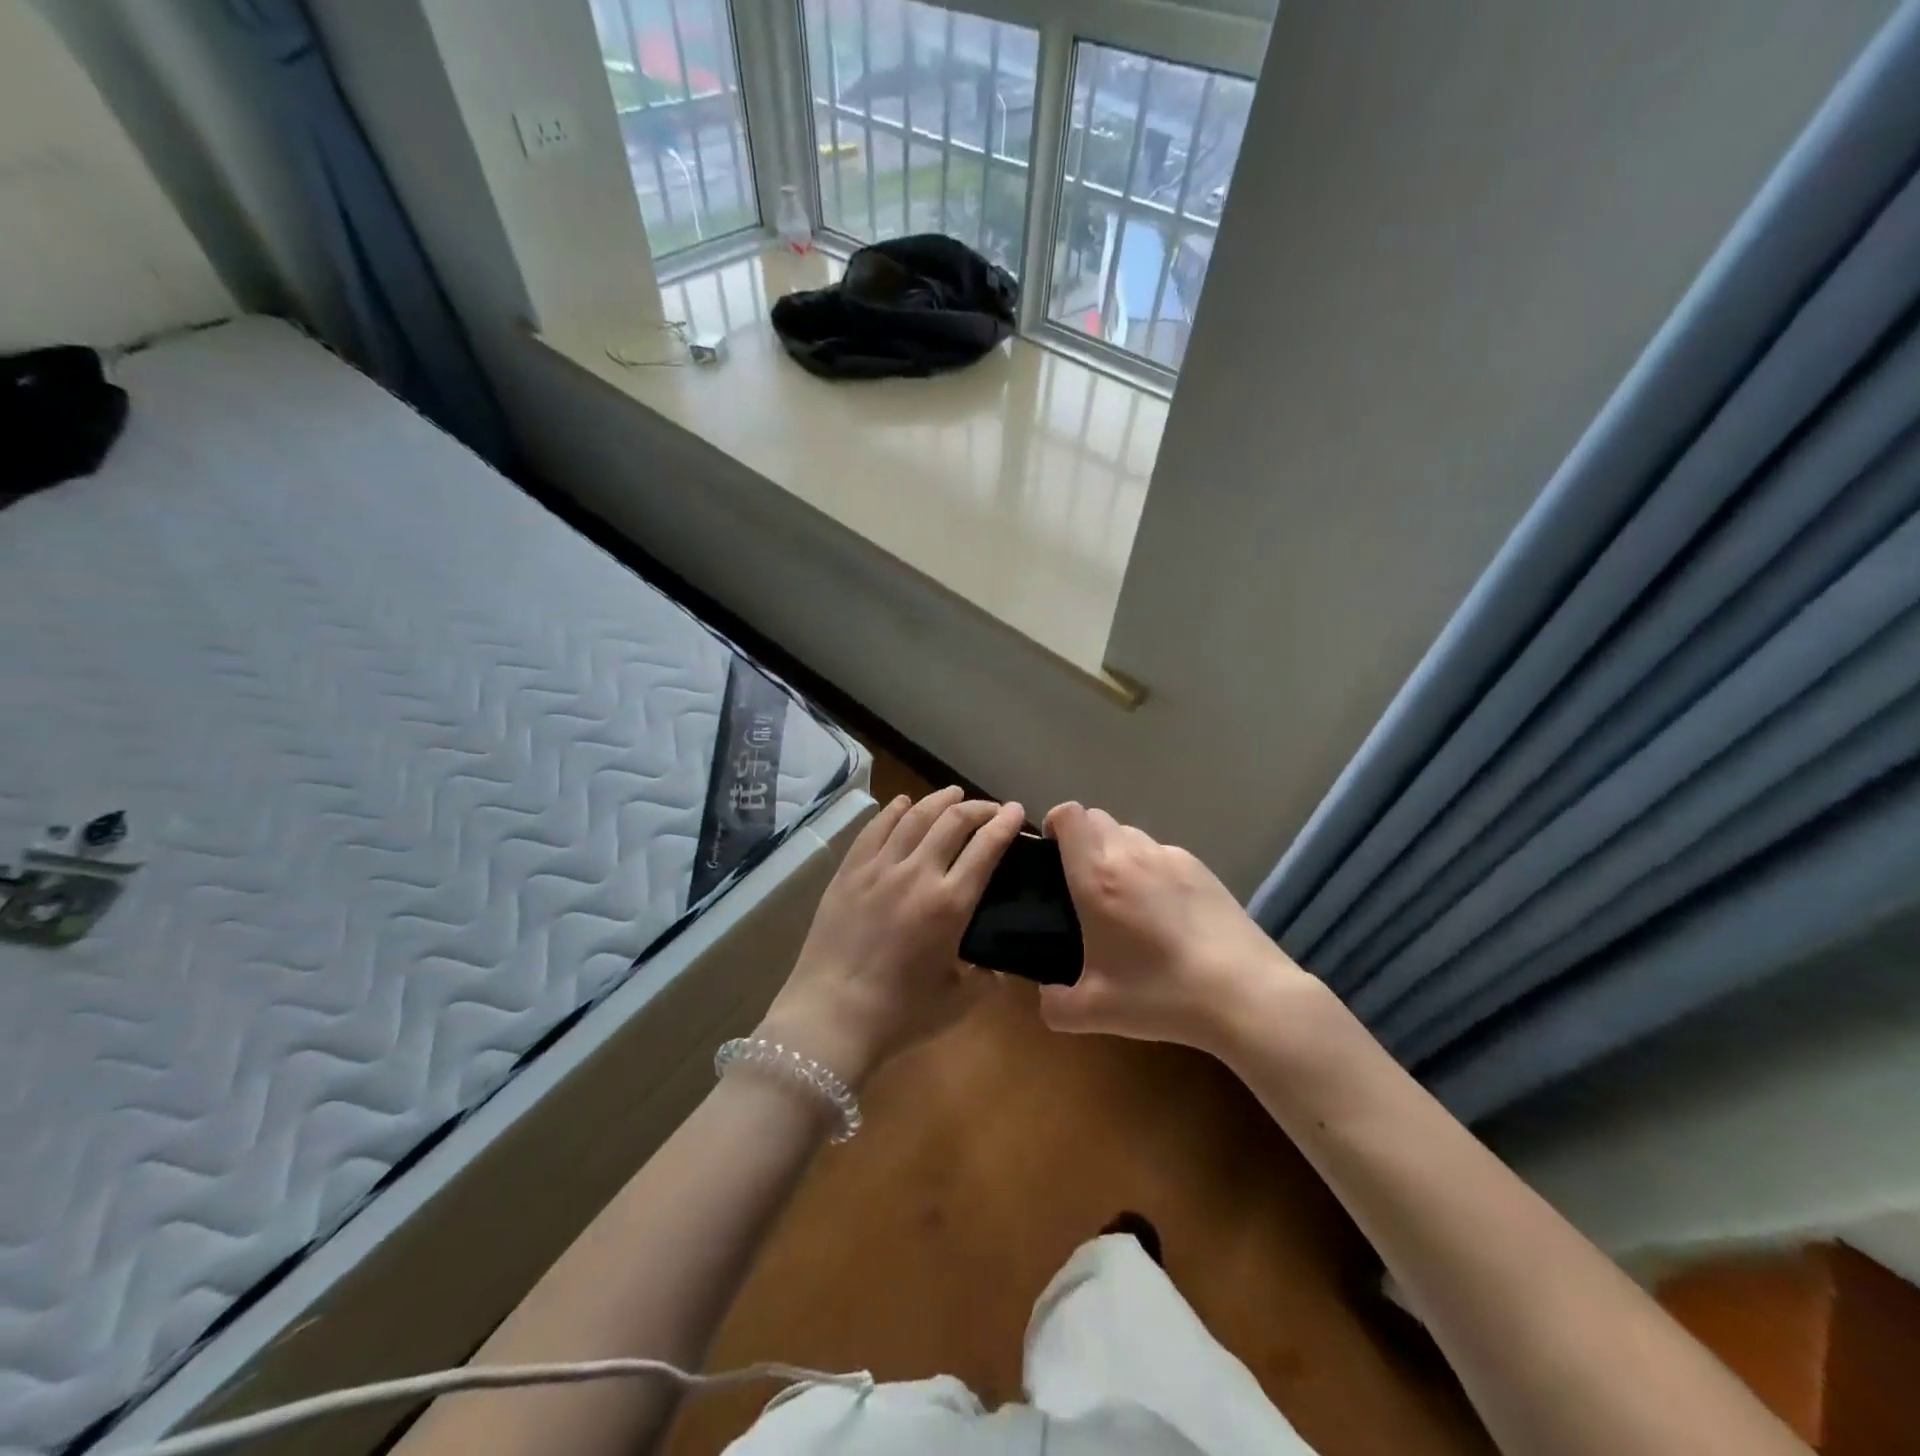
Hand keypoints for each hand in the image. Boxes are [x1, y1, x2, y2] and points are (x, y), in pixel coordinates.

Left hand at [758, 787, 1023, 1087]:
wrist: (831, 1016)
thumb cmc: (900, 1014)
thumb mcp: (960, 1001)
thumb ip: (988, 979)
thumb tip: (1000, 966)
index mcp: (950, 903)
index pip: (986, 847)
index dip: (1006, 823)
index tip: (1017, 811)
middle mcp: (917, 873)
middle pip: (953, 821)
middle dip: (978, 807)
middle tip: (991, 809)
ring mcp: (878, 868)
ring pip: (914, 816)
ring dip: (939, 800)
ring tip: (953, 793)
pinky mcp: (848, 872)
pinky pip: (875, 828)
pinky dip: (894, 810)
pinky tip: (903, 802)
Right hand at [1038, 802, 1313, 1055]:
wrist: (1245, 993)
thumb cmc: (1162, 994)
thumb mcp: (1096, 1011)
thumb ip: (1056, 1005)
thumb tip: (1046, 997)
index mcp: (1097, 876)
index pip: (1069, 815)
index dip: (1054, 823)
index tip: (1051, 853)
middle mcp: (1131, 854)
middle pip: (1097, 818)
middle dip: (1082, 838)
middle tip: (1081, 881)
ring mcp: (1171, 857)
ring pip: (1130, 833)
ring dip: (1116, 851)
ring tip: (1123, 896)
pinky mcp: (1202, 868)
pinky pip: (1161, 853)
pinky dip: (1150, 867)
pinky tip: (1163, 910)